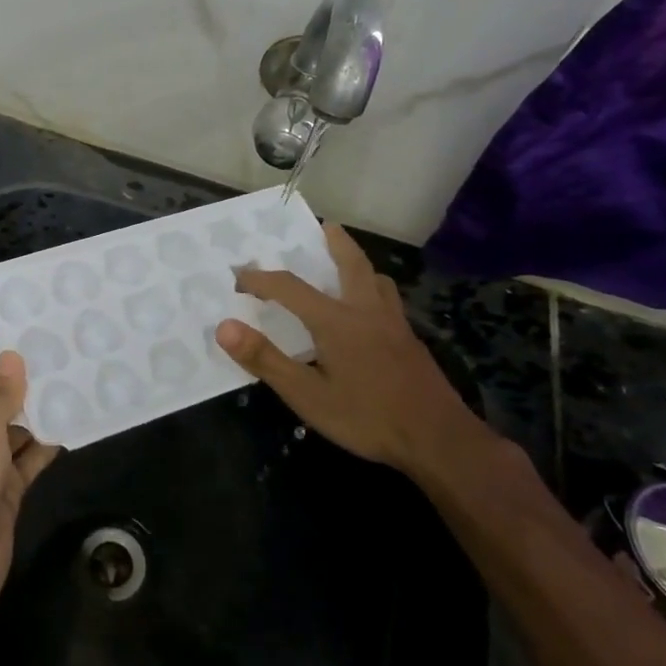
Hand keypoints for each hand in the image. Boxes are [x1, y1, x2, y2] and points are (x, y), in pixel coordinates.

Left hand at [0, 332, 59, 638]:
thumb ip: (0, 395)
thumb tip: (13, 356)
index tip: (13, 326)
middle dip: (18, 373)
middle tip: (58, 349)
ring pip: (12, 422)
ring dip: (37, 407)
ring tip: (75, 380)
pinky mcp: (4, 487)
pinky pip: (27, 455)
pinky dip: (46, 443)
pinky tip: (75, 425)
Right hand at [214, 222, 483, 475]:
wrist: (439, 440)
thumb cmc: (367, 417)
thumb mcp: (307, 395)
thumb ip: (265, 360)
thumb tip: (225, 327)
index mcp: (336, 320)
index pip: (289, 287)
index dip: (260, 279)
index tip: (238, 277)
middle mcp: (366, 311)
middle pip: (352, 264)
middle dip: (335, 242)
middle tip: (324, 226)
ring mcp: (395, 325)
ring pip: (377, 280)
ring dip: (359, 264)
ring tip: (348, 264)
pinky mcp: (411, 342)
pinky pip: (390, 301)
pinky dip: (375, 290)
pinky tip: (371, 313)